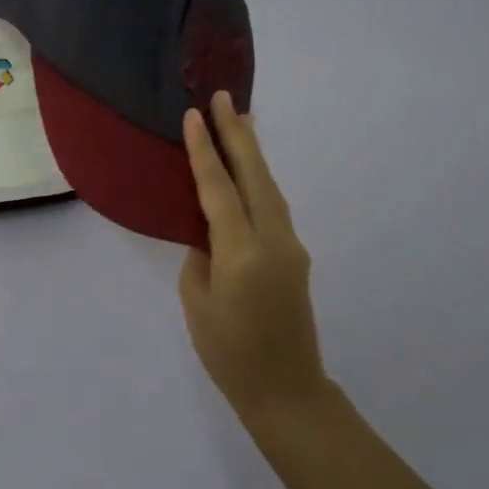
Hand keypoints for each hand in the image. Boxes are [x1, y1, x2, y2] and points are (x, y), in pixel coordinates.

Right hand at [179, 91, 326, 425]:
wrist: (286, 390)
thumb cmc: (228, 352)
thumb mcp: (196, 300)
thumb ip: (201, 255)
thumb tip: (209, 231)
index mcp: (242, 253)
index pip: (219, 189)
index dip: (204, 151)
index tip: (194, 115)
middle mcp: (273, 240)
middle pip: (255, 176)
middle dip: (238, 134)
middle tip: (223, 97)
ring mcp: (290, 247)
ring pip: (269, 187)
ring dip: (252, 152)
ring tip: (238, 120)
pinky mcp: (295, 256)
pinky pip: (273, 206)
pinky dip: (258, 180)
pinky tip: (247, 171)